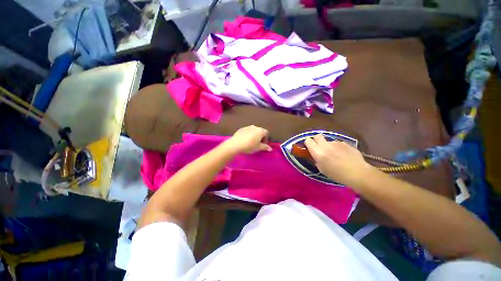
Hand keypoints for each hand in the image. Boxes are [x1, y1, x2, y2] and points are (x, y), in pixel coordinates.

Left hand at [225, 125, 271, 153]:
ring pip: (253, 131)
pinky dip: (247, 134)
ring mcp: (247, 127)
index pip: (266, 133)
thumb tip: (271, 148)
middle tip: (257, 143)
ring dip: (254, 135)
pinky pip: (247, 131)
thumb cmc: (249, 146)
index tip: (262, 144)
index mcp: (260, 131)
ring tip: (250, 142)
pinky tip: (244, 140)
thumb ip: (265, 147)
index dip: (265, 139)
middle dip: (260, 136)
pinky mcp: (241, 129)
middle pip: (260, 131)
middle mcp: (254, 127)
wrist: (235, 144)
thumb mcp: (258, 148)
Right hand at [304, 134, 374, 187]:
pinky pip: (338, 144)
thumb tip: (315, 156)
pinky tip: (343, 155)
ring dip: (329, 146)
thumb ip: (316, 160)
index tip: (310, 148)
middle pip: (317, 136)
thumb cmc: (337, 174)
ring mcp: (336, 143)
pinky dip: (338, 148)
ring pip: (329, 141)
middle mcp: (326, 145)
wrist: (358, 173)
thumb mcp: (322, 169)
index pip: (308, 141)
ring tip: (335, 155)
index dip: (308, 143)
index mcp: (318, 152)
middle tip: (320, 148)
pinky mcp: (345, 143)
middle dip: (317, 140)